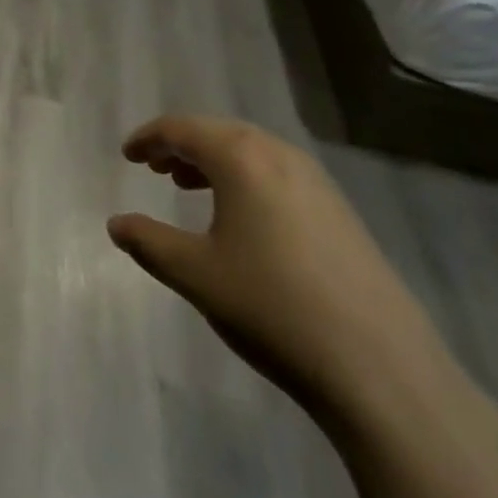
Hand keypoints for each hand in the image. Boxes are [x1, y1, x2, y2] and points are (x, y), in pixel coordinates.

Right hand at [108, 116, 459, 424]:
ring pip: (251, 153)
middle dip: (181, 146)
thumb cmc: (272, 307)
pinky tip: (241, 218)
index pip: (182, 129)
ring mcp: (316, 181)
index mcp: (241, 157)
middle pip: (218, 133)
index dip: (148, 138)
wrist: (381, 368)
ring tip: (188, 187)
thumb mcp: (196, 275)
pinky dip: (246, 180)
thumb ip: (149, 242)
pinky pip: (277, 175)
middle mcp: (280, 154)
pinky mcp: (339, 211)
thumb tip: (116, 224)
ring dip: (214, 162)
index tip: (127, 154)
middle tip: (153, 167)